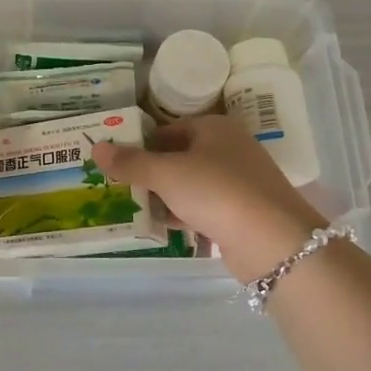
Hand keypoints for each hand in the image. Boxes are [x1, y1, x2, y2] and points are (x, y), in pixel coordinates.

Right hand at [92, 115, 326, 283]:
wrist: (273, 242)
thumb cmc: (217, 192)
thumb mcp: (166, 174)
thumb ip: (131, 162)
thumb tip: (96, 148)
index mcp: (214, 128)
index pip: (167, 129)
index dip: (140, 143)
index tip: (114, 161)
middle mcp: (229, 149)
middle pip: (178, 157)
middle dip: (149, 173)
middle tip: (115, 185)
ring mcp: (237, 183)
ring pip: (189, 185)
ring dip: (163, 197)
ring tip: (129, 208)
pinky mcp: (241, 214)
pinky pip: (202, 209)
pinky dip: (181, 215)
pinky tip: (158, 227)